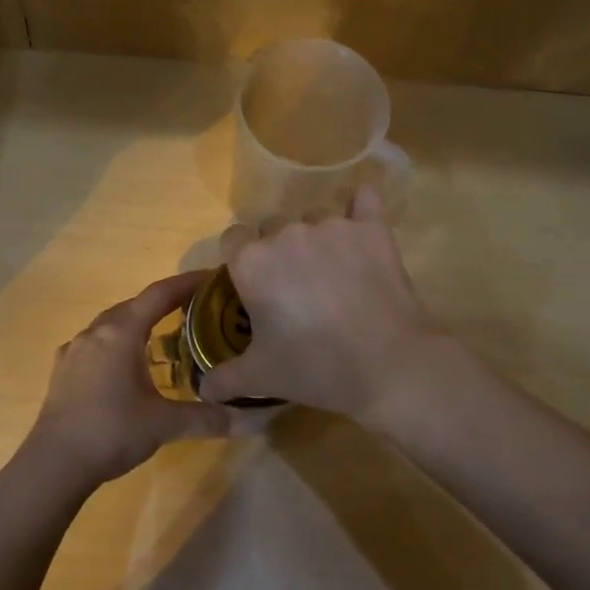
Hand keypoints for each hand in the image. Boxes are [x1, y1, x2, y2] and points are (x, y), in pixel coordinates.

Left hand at [23, 272, 234, 494]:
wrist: (54, 464)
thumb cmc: (111, 432)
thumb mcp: (165, 425)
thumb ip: (209, 418)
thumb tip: (255, 421)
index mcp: (121, 333)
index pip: (159, 294)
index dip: (187, 283)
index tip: (213, 278)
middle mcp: (96, 332)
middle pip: (135, 305)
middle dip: (164, 303)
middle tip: (196, 309)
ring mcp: (75, 349)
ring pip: (112, 323)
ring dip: (138, 322)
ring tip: (164, 334)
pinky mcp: (63, 369)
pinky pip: (96, 343)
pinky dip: (116, 342)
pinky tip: (125, 362)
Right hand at [200, 186, 453, 419]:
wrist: (386, 364)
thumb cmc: (314, 367)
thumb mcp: (261, 377)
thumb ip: (225, 377)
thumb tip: (203, 389)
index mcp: (251, 261)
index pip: (233, 238)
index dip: (241, 259)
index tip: (255, 286)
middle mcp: (285, 234)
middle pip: (272, 227)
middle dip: (279, 250)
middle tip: (295, 288)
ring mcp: (330, 226)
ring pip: (313, 219)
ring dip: (316, 239)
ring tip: (333, 274)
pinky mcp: (370, 228)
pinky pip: (363, 200)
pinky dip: (360, 209)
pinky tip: (361, 228)